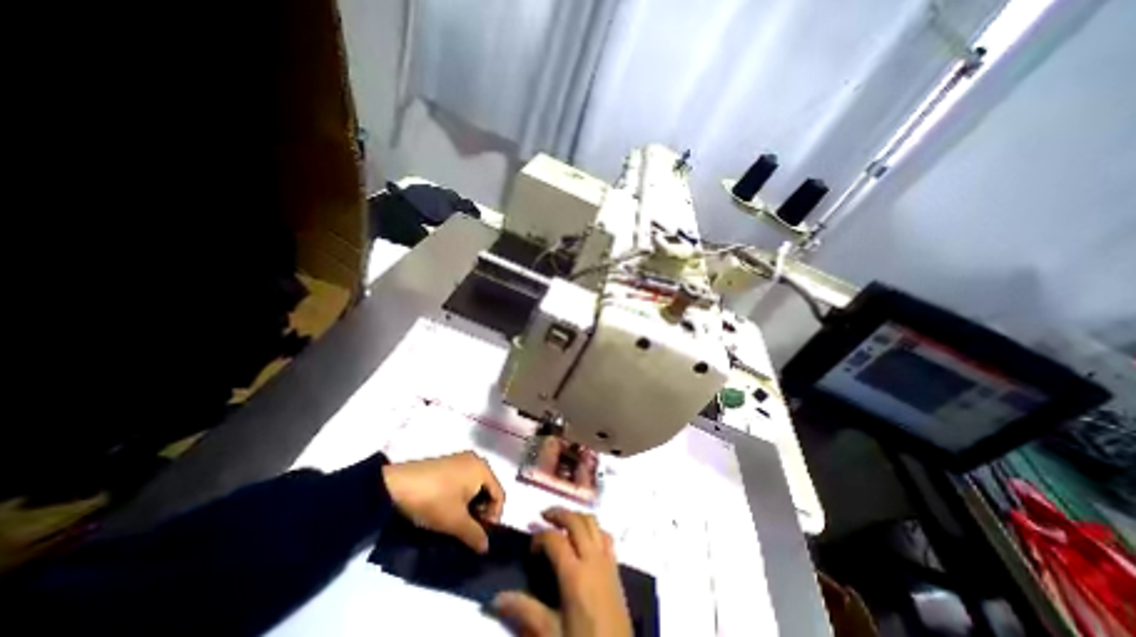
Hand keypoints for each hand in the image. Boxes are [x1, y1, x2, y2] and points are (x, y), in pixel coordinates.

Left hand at [380, 454, 504, 551]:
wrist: (397, 484)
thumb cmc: (433, 499)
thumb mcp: (455, 521)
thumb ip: (474, 534)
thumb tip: (486, 547)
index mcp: (483, 468)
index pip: (499, 494)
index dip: (494, 517)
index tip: (481, 535)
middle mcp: (475, 460)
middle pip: (488, 488)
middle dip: (482, 511)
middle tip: (469, 530)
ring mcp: (460, 459)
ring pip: (474, 485)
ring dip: (470, 505)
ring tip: (457, 522)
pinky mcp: (447, 462)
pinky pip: (463, 480)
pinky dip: (460, 495)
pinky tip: (447, 508)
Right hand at [493, 508, 633, 635]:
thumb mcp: (551, 634)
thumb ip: (525, 611)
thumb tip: (496, 598)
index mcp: (574, 575)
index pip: (555, 539)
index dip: (540, 536)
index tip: (530, 546)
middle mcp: (592, 559)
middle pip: (576, 521)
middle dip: (559, 513)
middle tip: (543, 515)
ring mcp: (606, 561)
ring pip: (593, 523)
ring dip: (576, 516)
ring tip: (562, 522)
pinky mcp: (616, 567)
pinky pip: (605, 535)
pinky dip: (593, 528)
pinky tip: (584, 537)